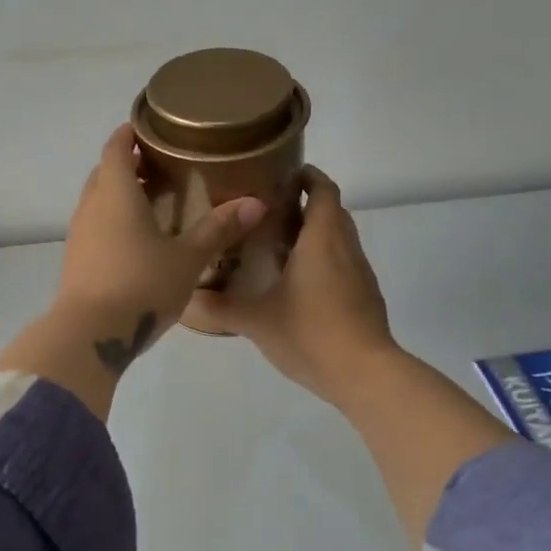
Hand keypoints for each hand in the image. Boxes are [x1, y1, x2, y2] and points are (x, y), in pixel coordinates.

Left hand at [0, 124, 265, 419]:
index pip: (116, 147)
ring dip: (119, 194)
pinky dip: (113, 221)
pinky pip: (94, 226)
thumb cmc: (141, 285)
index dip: (130, 133)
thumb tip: (256, 203)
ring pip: (97, 201)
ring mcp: (78, 235)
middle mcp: (91, 207)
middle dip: (128, 164)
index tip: (151, 128)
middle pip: (105, 172)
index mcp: (116, 193)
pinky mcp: (75, 260)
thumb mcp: (187, 259)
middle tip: (162, 166)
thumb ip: (218, 229)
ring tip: (154, 202)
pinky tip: (137, 240)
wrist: (90, 334)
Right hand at [197, 167, 396, 405]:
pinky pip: (344, 263)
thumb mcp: (256, 321)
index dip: (307, 176)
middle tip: (268, 212)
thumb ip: (219, 306)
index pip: (323, 189)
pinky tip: (298, 283)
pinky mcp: (365, 296)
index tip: (280, 176)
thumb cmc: (310, 334)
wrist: (365, 374)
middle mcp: (345, 248)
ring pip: (340, 238)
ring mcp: (360, 273)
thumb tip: (185, 298)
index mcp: (322, 240)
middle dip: (306, 204)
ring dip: (315, 234)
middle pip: (332, 211)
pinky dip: (324, 260)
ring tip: (278, 246)